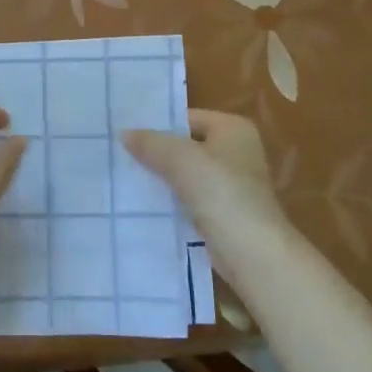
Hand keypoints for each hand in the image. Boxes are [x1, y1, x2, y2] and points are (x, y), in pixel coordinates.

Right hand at [122, 110, 296, 278]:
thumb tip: (124, 133)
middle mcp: (236, 151)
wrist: (252, 253)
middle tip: (119, 155)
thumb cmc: (221, 194)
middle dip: (156, 153)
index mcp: (233, 129)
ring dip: (161, 178)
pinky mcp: (224, 212)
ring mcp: (232, 184)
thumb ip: (151, 143)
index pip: (186, 118)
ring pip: (186, 174)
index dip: (157, 125)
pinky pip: (189, 198)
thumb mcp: (181, 160)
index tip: (125, 135)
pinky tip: (143, 204)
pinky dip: (170, 200)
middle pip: (186, 146)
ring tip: (124, 177)